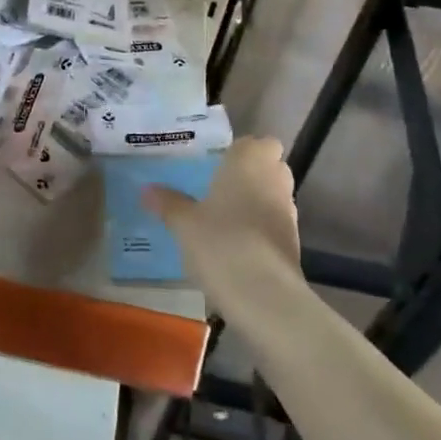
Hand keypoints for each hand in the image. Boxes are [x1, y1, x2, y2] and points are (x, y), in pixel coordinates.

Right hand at [145, 137, 299, 301]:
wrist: (263, 296)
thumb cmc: (220, 242)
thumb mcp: (183, 223)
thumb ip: (167, 203)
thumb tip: (146, 190)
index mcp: (249, 162)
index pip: (258, 143)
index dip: (243, 151)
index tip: (220, 163)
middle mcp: (275, 180)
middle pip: (270, 167)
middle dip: (250, 175)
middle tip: (217, 188)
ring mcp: (288, 213)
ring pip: (273, 196)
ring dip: (255, 203)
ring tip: (222, 219)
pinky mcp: (293, 244)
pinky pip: (274, 224)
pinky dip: (260, 229)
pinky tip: (235, 246)